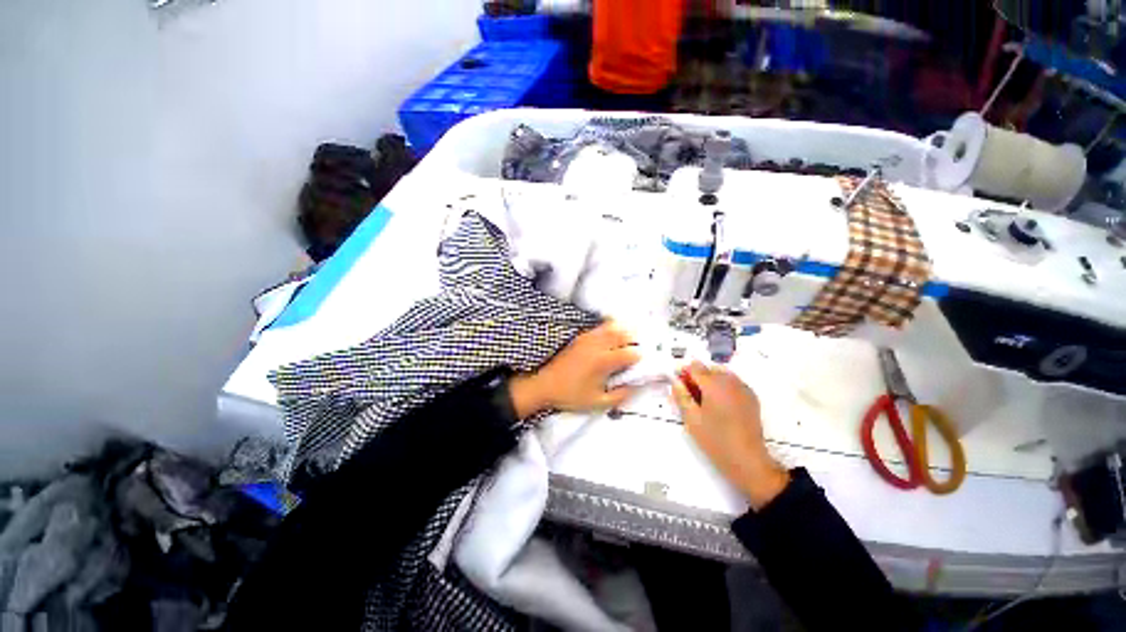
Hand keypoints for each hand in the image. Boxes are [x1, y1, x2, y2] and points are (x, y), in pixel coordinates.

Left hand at [509, 321, 639, 417]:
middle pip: (624, 333)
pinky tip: (610, 341)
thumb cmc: (570, 395)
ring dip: (623, 333)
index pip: (630, 353)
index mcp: (603, 361)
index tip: (639, 365)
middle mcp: (597, 345)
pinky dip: (610, 329)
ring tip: (624, 345)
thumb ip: (620, 395)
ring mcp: (588, 338)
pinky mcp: (581, 337)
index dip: (639, 359)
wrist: (544, 385)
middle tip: (634, 352)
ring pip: (612, 326)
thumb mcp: (598, 402)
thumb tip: (634, 386)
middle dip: (634, 341)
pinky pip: (600, 327)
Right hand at [670, 362, 789, 509]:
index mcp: (713, 384)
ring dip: (711, 381)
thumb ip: (681, 396)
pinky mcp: (751, 398)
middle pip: (709, 369)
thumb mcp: (691, 418)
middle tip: (691, 396)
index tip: (679, 385)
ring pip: (722, 374)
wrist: (747, 459)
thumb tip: (675, 381)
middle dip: (697, 377)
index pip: (695, 367)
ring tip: (705, 401)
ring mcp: (743, 388)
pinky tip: (720, 404)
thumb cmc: (715, 439)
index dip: (684, 373)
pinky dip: (724, 387)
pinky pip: (734, 383)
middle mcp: (730, 381)